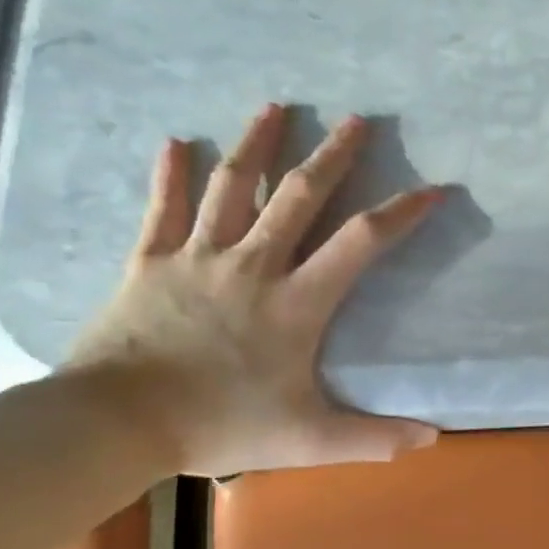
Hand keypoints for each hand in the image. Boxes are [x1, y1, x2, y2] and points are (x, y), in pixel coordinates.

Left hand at [64, 103, 442, 476]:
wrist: (116, 422)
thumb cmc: (220, 426)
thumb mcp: (310, 440)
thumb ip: (373, 437)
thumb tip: (433, 439)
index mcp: (296, 302)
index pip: (361, 242)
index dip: (401, 212)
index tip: (432, 188)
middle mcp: (252, 264)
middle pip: (299, 195)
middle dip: (334, 155)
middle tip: (358, 119)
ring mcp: (196, 256)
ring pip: (232, 185)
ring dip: (257, 143)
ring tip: (276, 108)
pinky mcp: (149, 261)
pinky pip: (163, 207)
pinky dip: (170, 173)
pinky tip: (174, 142)